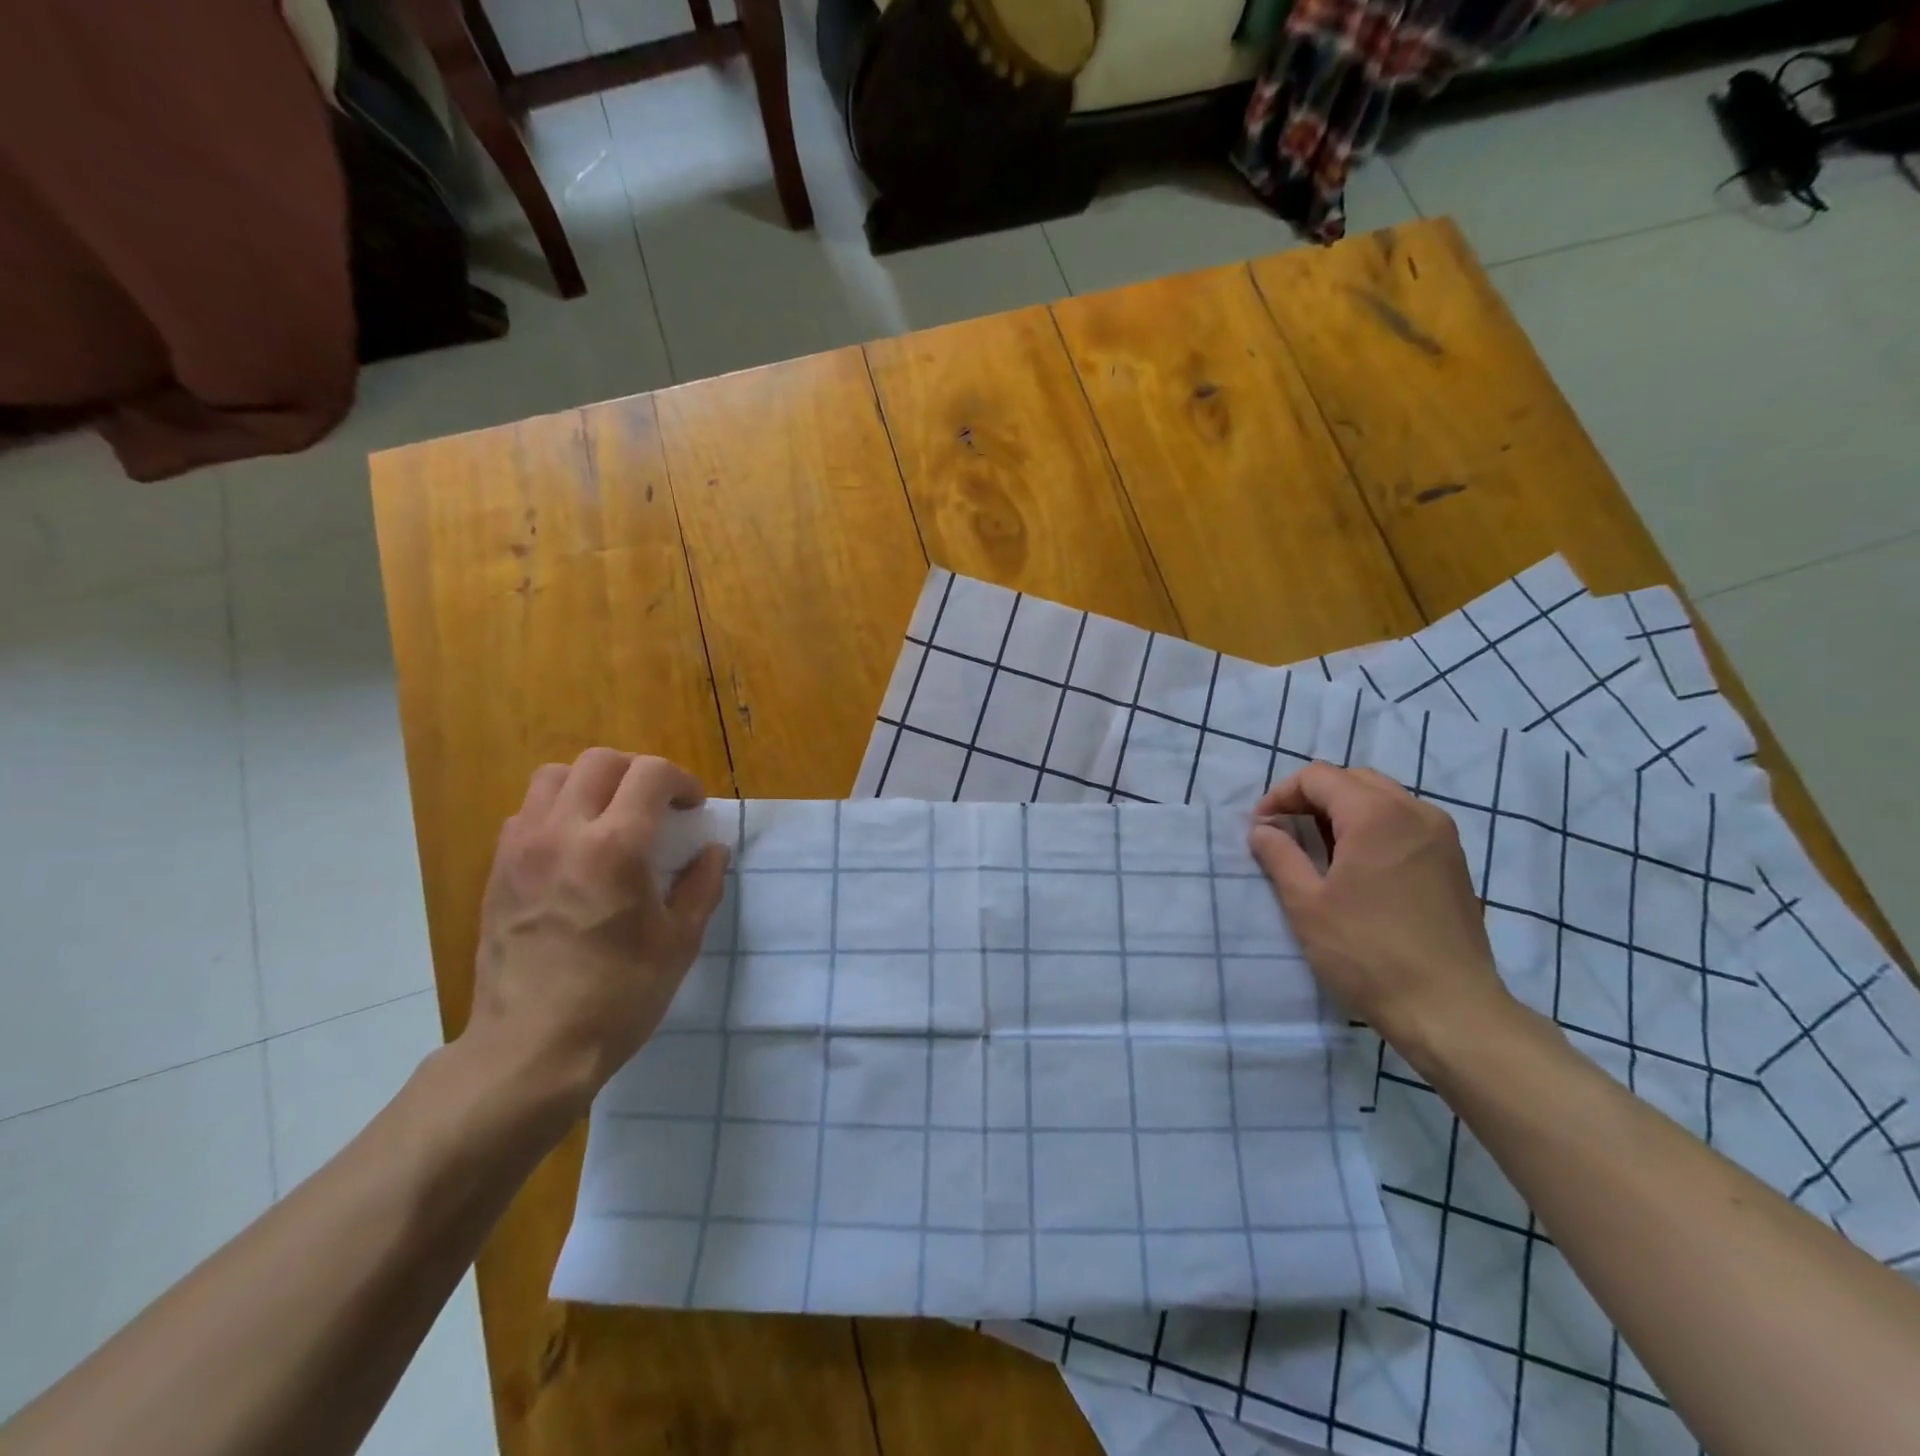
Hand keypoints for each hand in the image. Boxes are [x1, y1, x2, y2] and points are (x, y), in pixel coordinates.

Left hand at [463, 749, 729, 1117]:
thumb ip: (702, 885)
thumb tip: (712, 850)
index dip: (680, 780)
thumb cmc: (618, 996)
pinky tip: (575, 849)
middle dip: (639, 772)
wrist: (530, 1049)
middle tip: (658, 806)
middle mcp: (563, 833)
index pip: (650, 773)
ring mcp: (522, 849)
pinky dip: (557, 811)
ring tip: (612, 817)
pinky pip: (527, 813)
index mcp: (615, 848)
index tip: (693, 808)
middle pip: (600, 762)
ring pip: (554, 777)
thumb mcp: (679, 942)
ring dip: (592, 783)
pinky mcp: (497, 871)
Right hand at [1247, 762, 1513, 1059]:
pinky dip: (1374, 827)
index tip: (1262, 827)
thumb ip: (1279, 856)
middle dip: (1313, 797)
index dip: (1281, 795)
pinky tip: (1358, 866)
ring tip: (1319, 848)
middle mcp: (1416, 812)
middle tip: (1286, 831)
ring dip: (1344, 811)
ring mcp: (1442, 837)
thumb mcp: (1306, 904)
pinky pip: (1406, 823)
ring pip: (1384, 799)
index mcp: (1376, 815)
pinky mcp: (1454, 862)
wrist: (1450, 1010)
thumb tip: (1262, 830)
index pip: (1319, 777)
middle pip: (1354, 780)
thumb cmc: (1367, 953)